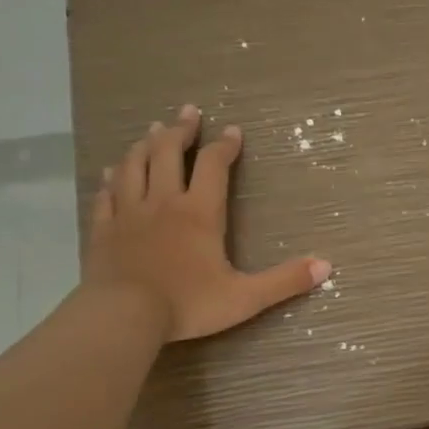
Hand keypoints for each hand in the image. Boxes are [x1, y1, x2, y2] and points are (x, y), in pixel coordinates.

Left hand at [85, 104, 330, 341]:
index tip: (232, 132)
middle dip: (181, 130)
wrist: (123, 316)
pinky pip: (106, 194)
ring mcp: (128, 213)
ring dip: (145, 144)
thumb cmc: (187, 304)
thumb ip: (284, 281)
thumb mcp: (245, 297)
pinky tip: (111, 172)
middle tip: (188, 112)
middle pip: (168, 152)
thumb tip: (326, 266)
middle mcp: (163, 202)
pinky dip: (111, 179)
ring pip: (134, 165)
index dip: (224, 146)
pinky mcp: (103, 229)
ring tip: (152, 131)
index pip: (213, 165)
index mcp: (199, 212)